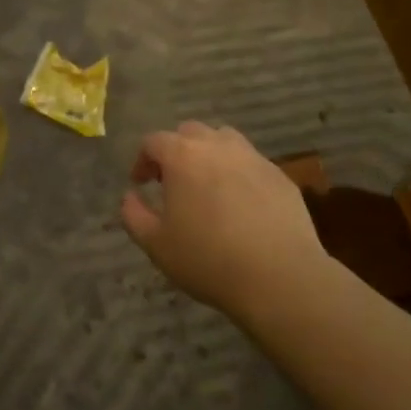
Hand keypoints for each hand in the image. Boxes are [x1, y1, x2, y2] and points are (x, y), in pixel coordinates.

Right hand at [119, 122, 325, 312]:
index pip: (154, 141)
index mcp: (182, 156)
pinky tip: (241, 205)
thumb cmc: (208, 259)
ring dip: (209, 155)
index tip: (141, 184)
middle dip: (176, 151)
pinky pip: (251, 163)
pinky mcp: (280, 175)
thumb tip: (130, 196)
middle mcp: (217, 146)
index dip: (143, 160)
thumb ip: (133, 215)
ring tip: (208, 186)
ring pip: (224, 140)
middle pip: (190, 132)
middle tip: (173, 182)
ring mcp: (253, 158)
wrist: (280, 277)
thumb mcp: (156, 244)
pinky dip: (239, 173)